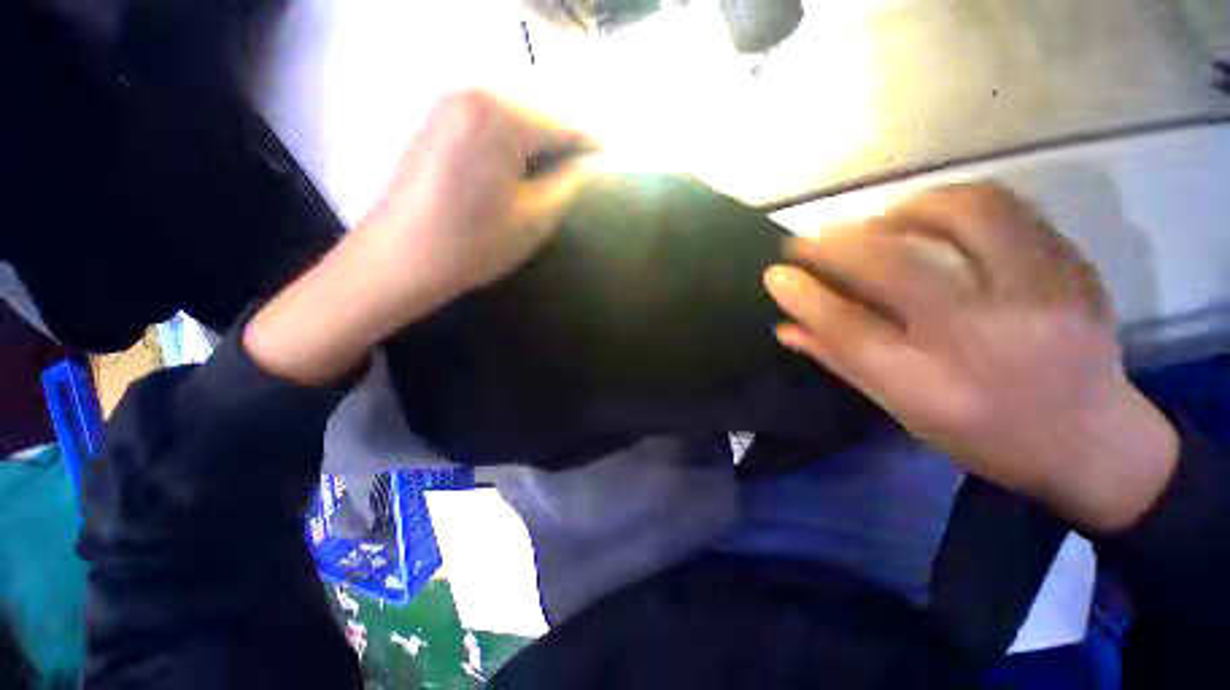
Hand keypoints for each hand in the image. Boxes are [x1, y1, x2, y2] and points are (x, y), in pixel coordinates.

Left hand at [245, 90, 592, 384]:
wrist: (398, 261)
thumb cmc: (472, 243)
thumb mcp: (535, 217)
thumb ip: (569, 183)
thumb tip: (589, 165)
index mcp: (500, 114)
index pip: (565, 122)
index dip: (594, 146)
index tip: (614, 165)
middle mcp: (473, 93)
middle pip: (541, 114)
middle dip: (567, 143)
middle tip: (586, 175)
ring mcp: (450, 105)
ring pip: (517, 118)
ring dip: (542, 145)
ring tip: (558, 176)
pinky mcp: (438, 123)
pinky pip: (492, 124)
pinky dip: (515, 145)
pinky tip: (521, 171)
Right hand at [764, 183, 1177, 530]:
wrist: (1096, 442)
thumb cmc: (987, 437)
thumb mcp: (904, 411)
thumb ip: (842, 361)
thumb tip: (786, 327)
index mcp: (937, 388)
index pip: (849, 329)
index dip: (805, 295)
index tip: (776, 274)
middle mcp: (987, 339)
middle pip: (897, 267)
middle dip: (838, 244)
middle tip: (810, 240)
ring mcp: (1042, 295)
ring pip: (964, 215)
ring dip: (901, 210)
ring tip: (876, 224)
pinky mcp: (1073, 267)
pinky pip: (1008, 209)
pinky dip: (954, 203)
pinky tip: (931, 219)